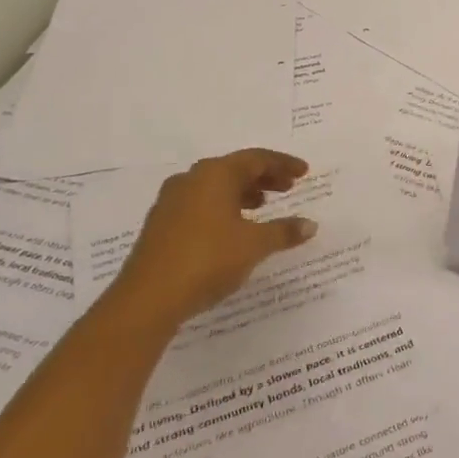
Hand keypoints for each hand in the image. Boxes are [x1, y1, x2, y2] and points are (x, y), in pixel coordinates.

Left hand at [107, 148, 317, 333]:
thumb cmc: (207, 260)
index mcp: (215, 174)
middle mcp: (191, 179)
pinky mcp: (162, 224)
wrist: (148, 299)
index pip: (256, 159)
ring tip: (264, 206)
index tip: (304, 172)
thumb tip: (310, 225)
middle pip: (235, 169)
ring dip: (243, 193)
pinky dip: (224, 207)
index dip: (283, 164)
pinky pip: (201, 204)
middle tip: (289, 187)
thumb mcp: (254, 245)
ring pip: (216, 187)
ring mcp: (172, 201)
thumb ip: (284, 231)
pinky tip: (234, 228)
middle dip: (264, 177)